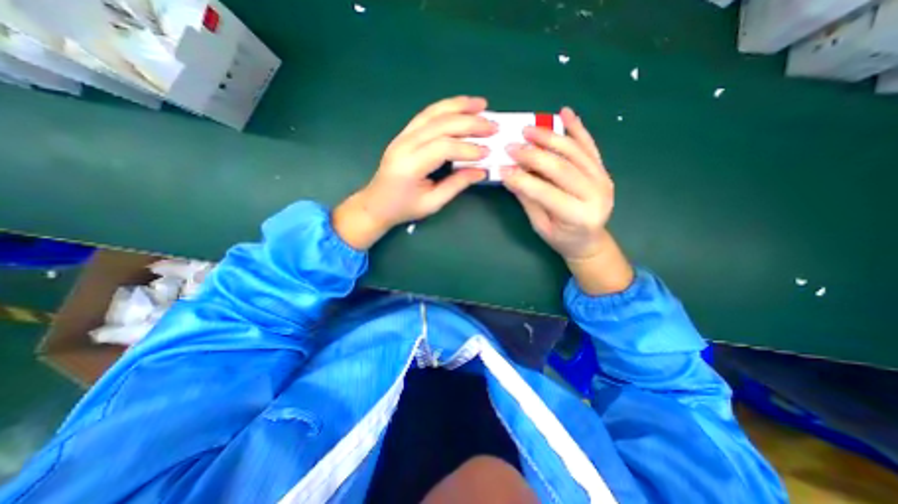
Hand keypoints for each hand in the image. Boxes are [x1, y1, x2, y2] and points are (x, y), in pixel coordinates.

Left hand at [335, 94, 494, 250]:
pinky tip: (460, 107)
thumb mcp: (432, 202)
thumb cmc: (403, 208)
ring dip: (459, 106)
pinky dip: (445, 108)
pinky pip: (426, 115)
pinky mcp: (404, 134)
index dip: (467, 148)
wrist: (376, 204)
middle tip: (493, 126)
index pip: (443, 147)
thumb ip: (456, 185)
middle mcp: (404, 145)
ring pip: (433, 113)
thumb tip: (481, 171)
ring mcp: (402, 136)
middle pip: (440, 125)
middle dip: (469, 123)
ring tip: (481, 104)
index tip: (487, 153)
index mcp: (410, 165)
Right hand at [505, 106, 629, 295]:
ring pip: (575, 152)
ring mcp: (603, 179)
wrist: (589, 240)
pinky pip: (589, 146)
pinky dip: (577, 129)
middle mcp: (597, 194)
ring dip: (551, 137)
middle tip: (512, 146)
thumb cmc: (562, 239)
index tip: (503, 168)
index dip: (523, 179)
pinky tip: (565, 113)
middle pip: (562, 167)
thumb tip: (509, 176)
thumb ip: (528, 200)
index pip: (547, 193)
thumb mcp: (541, 226)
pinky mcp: (602, 170)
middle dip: (534, 155)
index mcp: (580, 216)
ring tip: (529, 130)